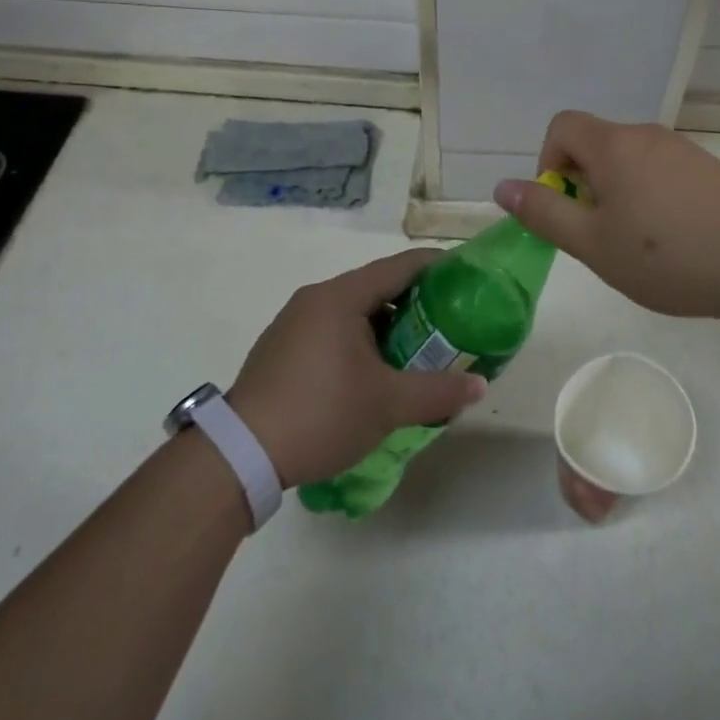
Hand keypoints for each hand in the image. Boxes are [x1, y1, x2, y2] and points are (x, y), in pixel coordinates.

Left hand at [227, 250, 487, 487]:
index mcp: (342, 296)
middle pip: (376, 286)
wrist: (240, 454)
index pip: (400, 266)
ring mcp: (294, 322)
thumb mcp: (387, 405)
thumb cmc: (321, 413)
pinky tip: (373, 373)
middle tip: (449, 322)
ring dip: (386, 326)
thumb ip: (437, 392)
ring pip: (353, 311)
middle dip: (415, 302)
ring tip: (417, 351)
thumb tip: (478, 385)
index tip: (466, 275)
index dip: (436, 266)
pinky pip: (332, 330)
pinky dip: (360, 340)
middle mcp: (316, 298)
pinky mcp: (282, 348)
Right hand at [493, 111, 719, 327]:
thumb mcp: (593, 243)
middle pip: (594, 145)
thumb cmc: (668, 255)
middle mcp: (645, 135)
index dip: (549, 162)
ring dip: (616, 194)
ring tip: (635, 244)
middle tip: (599, 236)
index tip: (564, 207)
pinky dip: (648, 197)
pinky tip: (670, 241)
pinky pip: (658, 172)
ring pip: (627, 161)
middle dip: (583, 185)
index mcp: (612, 145)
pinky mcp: (707, 169)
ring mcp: (680, 150)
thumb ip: (544, 212)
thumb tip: (503, 186)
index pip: (562, 126)